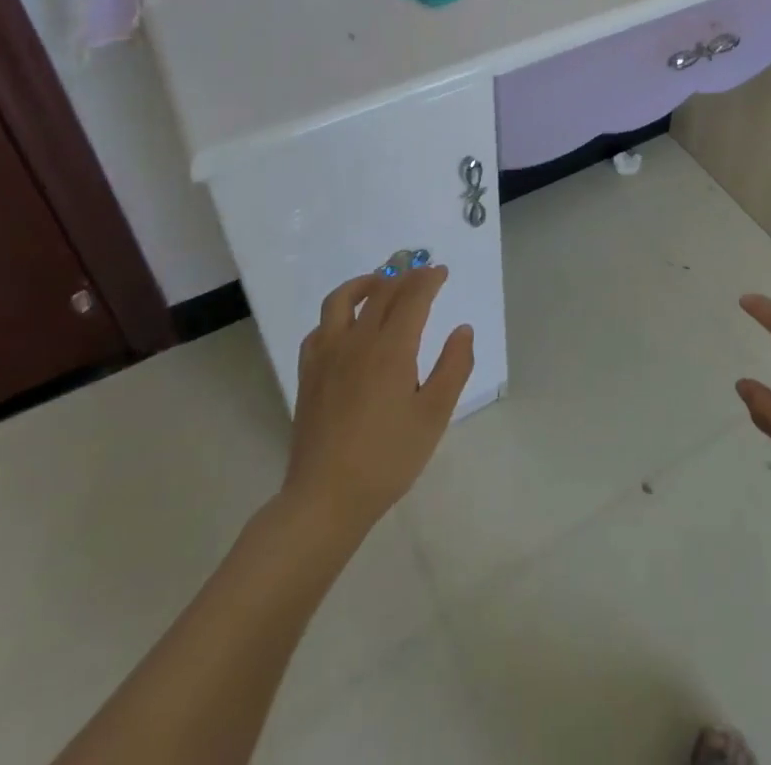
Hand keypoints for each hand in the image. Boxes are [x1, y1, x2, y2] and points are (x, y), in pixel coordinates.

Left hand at [281, 266, 473, 538]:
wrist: (326, 498)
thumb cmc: (388, 458)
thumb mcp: (434, 415)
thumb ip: (453, 367)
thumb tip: (463, 330)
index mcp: (391, 349)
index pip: (412, 298)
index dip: (428, 280)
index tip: (441, 272)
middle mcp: (357, 341)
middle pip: (381, 293)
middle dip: (404, 277)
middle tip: (420, 273)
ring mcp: (327, 355)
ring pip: (342, 300)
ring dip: (365, 283)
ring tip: (380, 282)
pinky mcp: (308, 373)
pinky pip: (320, 328)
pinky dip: (338, 314)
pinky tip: (346, 324)